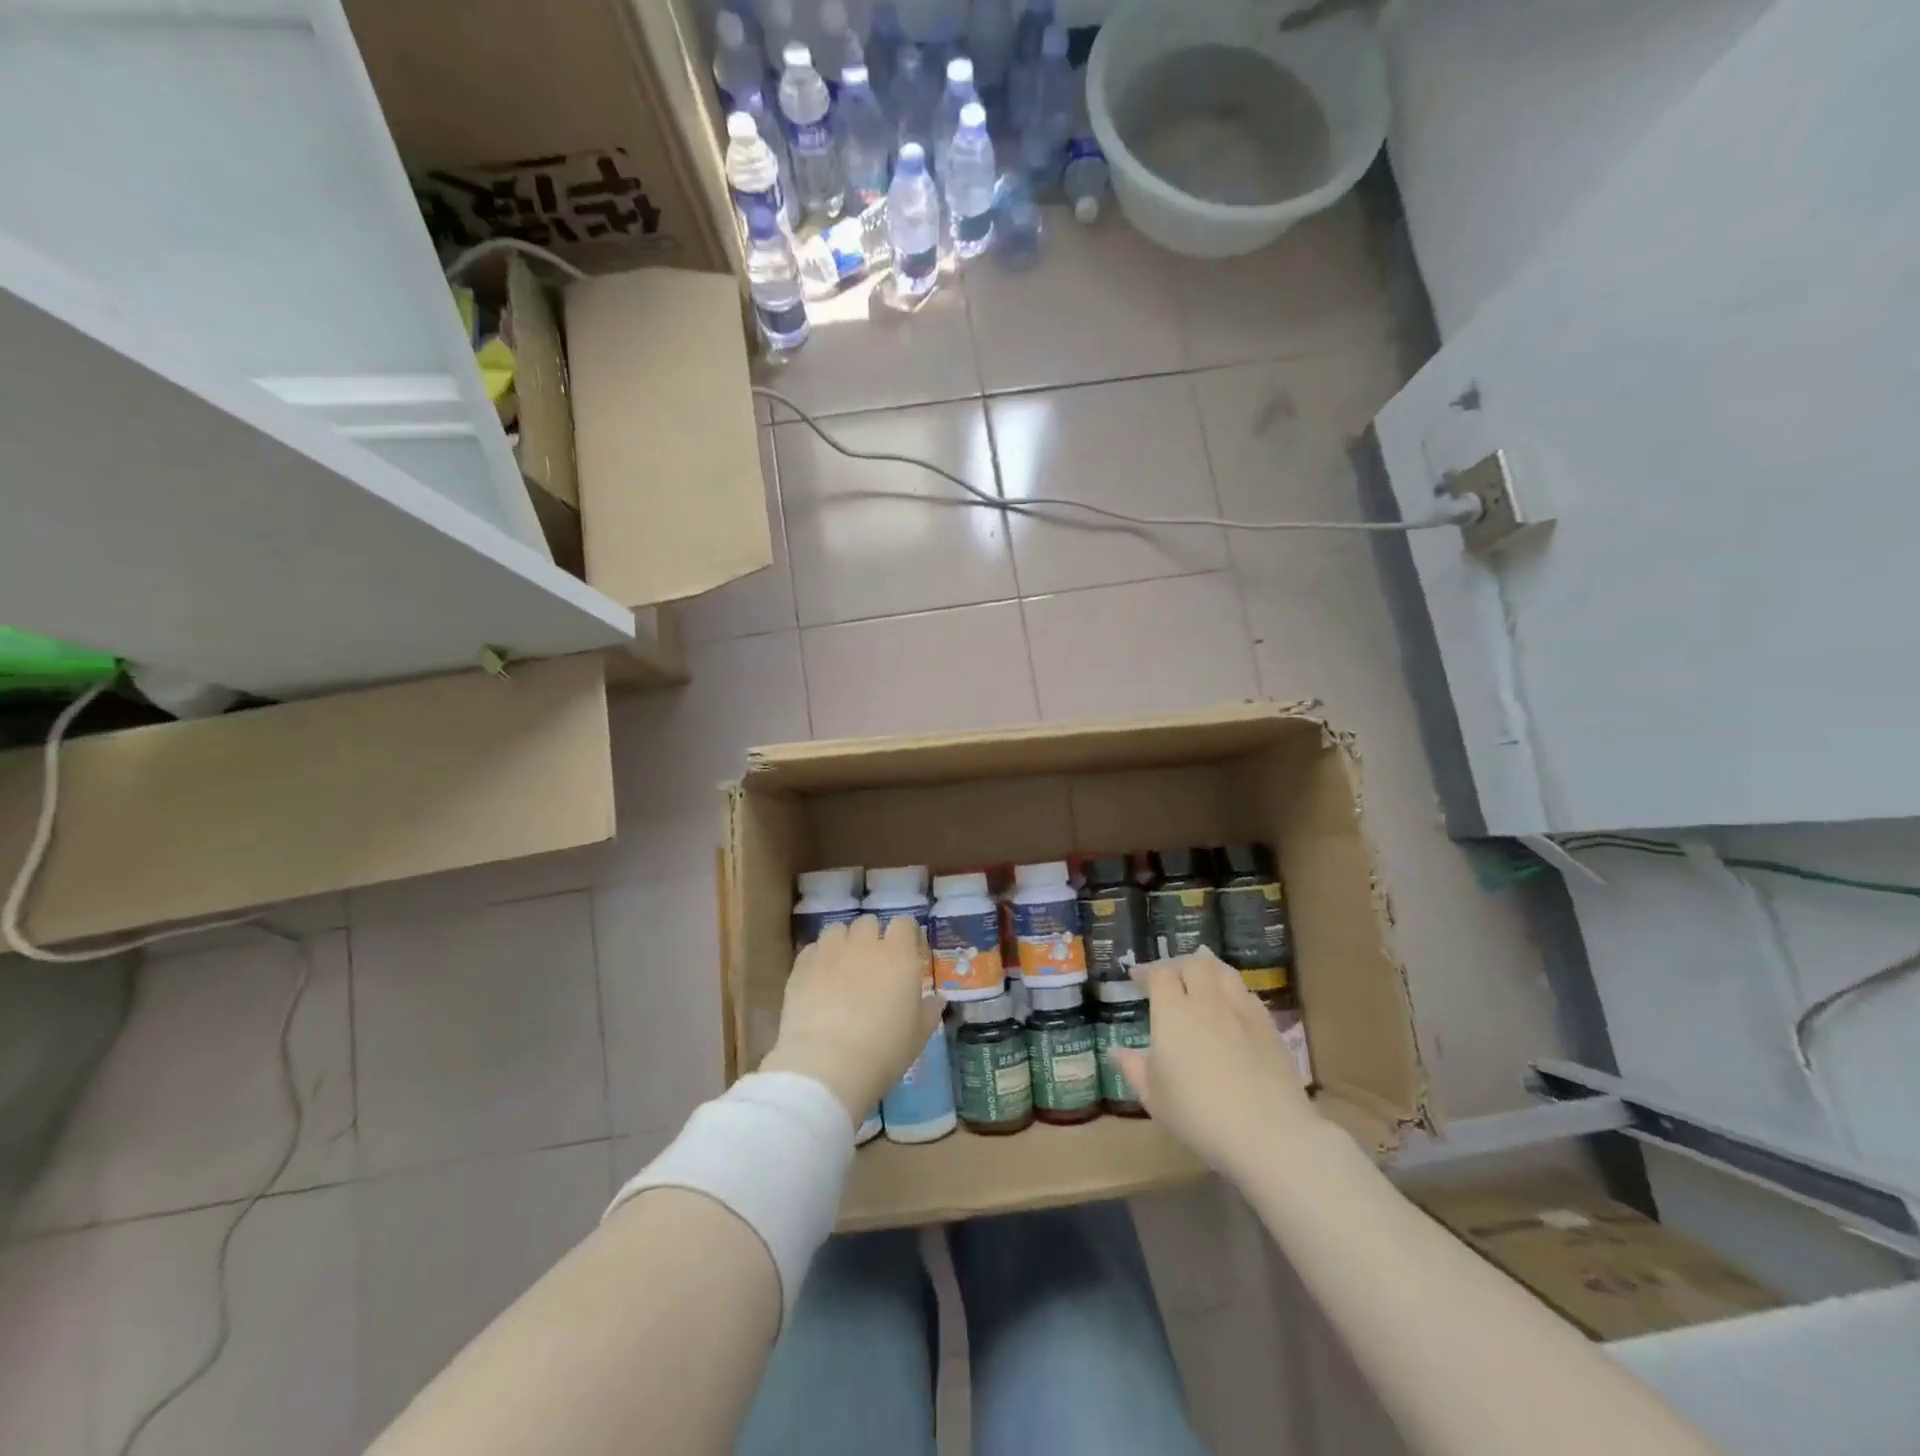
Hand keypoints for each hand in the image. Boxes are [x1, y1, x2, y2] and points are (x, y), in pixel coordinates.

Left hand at [759, 915, 941, 1128]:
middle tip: (873, 964)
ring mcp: (830, 952)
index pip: (904, 923)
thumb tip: (937, 999)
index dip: (906, 935)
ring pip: (838, 930)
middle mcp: (865, 944)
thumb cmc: (883, 1051)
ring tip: (842, 967)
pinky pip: (812, 949)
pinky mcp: (802, 966)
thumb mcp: (918, 1036)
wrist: (827, 1065)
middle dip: (872, 937)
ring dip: (843, 943)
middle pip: (869, 923)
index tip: (907, 953)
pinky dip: (818, 959)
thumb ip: (929, 1011)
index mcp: (899, 955)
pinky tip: (818, 980)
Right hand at [1111, 949, 1314, 1181]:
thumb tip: (1115, 1051)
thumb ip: (1133, 1068)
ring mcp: (1242, 1011)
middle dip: (1178, 964)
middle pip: (1194, 963)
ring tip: (1201, 978)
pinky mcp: (1269, 1027)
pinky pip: (1247, 993)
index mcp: (1173, 1012)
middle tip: (1170, 977)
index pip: (1160, 974)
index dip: (1147, 971)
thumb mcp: (1154, 1097)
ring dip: (1208, 968)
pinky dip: (1233, 990)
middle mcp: (1207, 1001)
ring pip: (1224, 971)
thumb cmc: (1199, 1115)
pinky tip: (1231, 1006)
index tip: (1137, 978)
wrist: (1268, 1134)